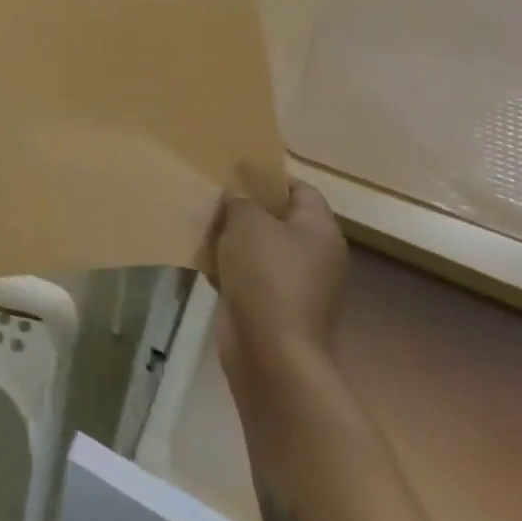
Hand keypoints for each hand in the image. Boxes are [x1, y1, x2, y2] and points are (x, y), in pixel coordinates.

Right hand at [200, 179, 349, 386]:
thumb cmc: (266, 275)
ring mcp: (297, 284)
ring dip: (233, 237)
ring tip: (201, 222)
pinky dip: (229, 266)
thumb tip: (236, 195)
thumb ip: (240, 200)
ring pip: (261, 247)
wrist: (271, 351)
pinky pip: (250, 274)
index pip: (301, 189)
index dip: (269, 177)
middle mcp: (315, 255)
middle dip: (246, 207)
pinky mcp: (275, 306)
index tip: (235, 170)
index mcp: (320, 230)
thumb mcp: (248, 222)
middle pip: (279, 218)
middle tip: (213, 194)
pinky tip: (203, 259)